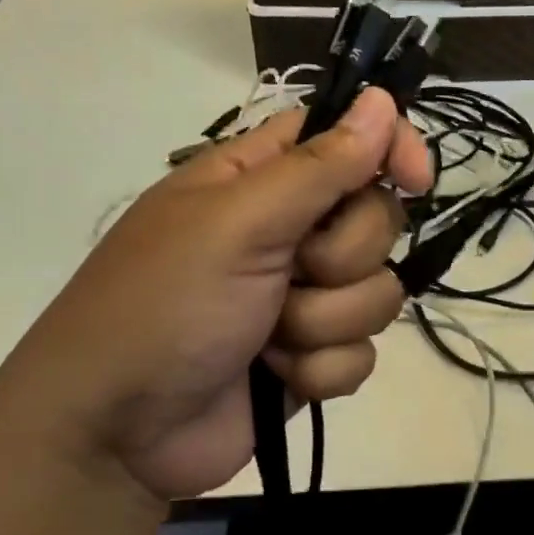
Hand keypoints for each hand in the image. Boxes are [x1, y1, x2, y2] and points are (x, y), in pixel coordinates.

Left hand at [0, 89, 429, 503]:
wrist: (118, 434)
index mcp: (261, 180)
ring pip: (378, 291)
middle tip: (290, 273)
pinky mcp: (313, 355)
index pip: (347, 137)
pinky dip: (321, 369)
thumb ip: (319, 167)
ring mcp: (304, 297)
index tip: (414, 179)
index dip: (387, 148)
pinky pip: (363, 352)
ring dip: (324, 322)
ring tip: (269, 339)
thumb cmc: (164, 306)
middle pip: (376, 220)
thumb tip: (381, 99)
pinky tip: (276, 377)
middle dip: (341, 258)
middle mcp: (289, 231)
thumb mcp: (238, 224)